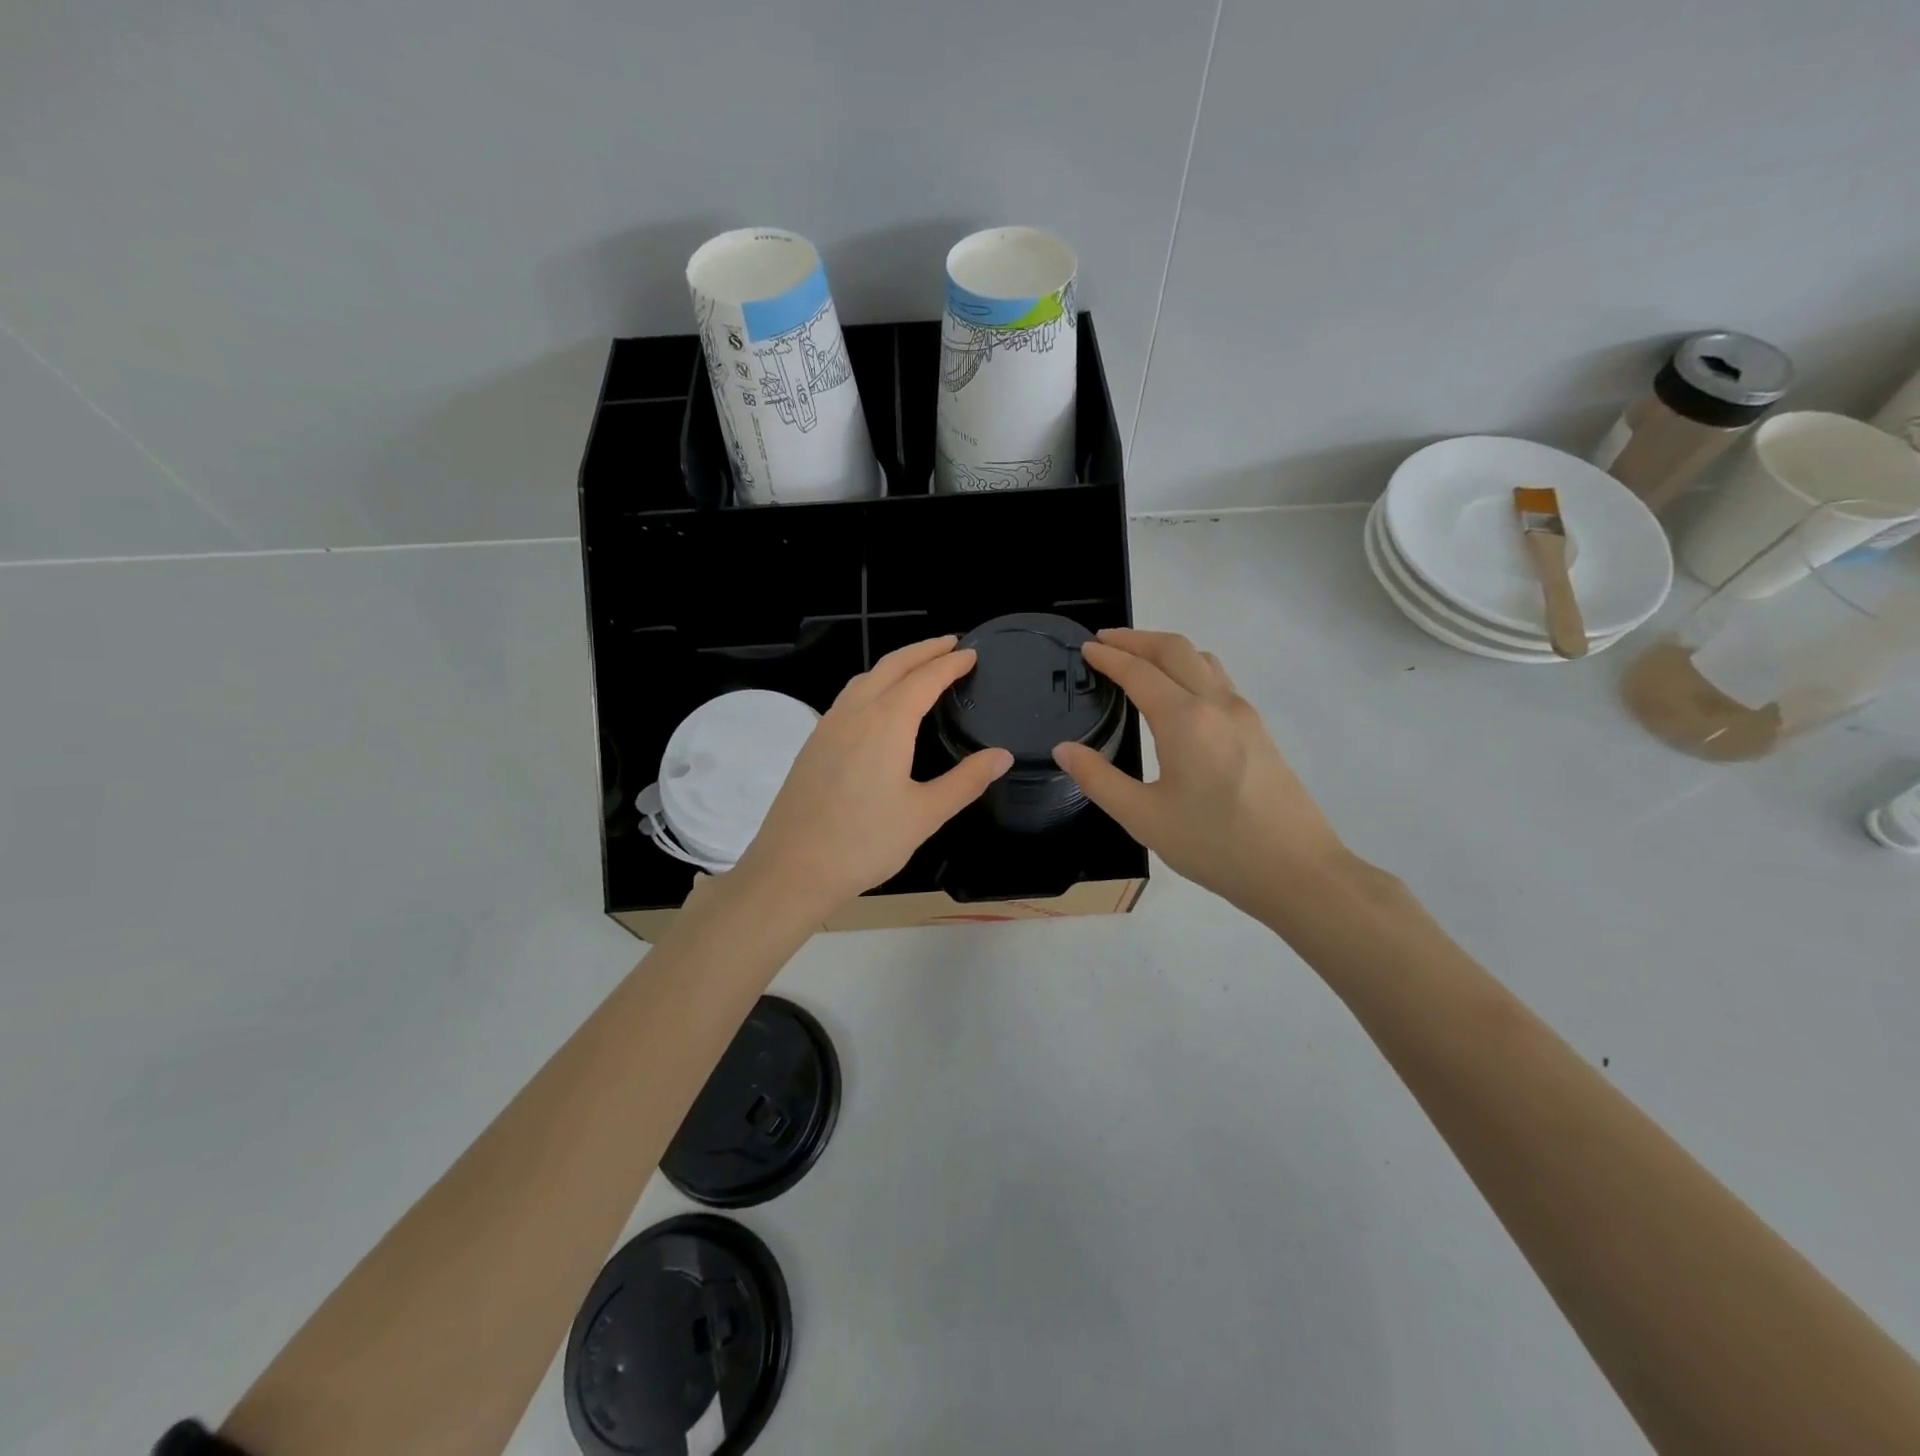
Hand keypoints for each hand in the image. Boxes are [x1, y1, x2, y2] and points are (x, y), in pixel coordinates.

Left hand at [731, 637, 1012, 918]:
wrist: (791, 870)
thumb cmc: (864, 843)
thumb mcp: (925, 815)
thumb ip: (965, 781)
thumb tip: (1002, 756)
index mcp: (886, 724)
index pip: (924, 679)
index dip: (950, 663)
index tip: (971, 653)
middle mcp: (854, 714)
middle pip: (891, 666)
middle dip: (923, 650)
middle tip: (950, 644)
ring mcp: (827, 727)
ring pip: (865, 678)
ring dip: (895, 664)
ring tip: (918, 666)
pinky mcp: (812, 744)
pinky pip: (848, 697)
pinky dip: (873, 684)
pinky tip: (878, 705)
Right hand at [1053, 629, 1349, 917]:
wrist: (1296, 870)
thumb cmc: (1214, 845)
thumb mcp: (1143, 818)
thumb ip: (1098, 779)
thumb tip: (1065, 749)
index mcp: (1184, 720)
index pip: (1138, 671)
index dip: (1108, 656)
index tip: (1085, 649)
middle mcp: (1216, 704)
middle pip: (1174, 649)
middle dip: (1136, 638)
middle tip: (1104, 641)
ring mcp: (1243, 714)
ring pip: (1202, 659)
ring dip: (1166, 649)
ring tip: (1138, 660)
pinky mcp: (1258, 730)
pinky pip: (1218, 679)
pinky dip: (1189, 668)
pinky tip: (1177, 694)